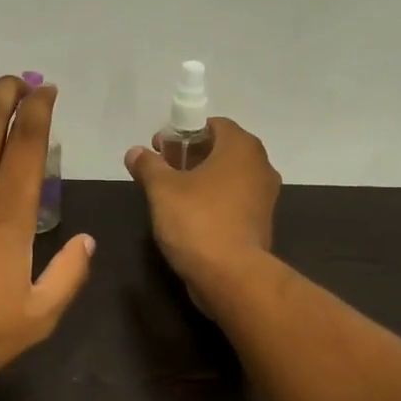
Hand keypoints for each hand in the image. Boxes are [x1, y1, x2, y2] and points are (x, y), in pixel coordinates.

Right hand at [125, 118, 279, 309]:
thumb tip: (135, 152)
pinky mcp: (261, 223)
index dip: (184, 132)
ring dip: (203, 180)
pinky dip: (215, 201)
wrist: (231, 276)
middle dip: (192, 156)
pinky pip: (234, 201)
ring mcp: (265, 197)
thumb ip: (148, 165)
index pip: (214, 125)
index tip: (161, 148)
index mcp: (241, 148)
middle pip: (222, 150)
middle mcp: (260, 166)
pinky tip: (191, 216)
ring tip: (172, 194)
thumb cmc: (197, 221)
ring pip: (229, 177)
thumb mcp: (162, 189)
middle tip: (163, 169)